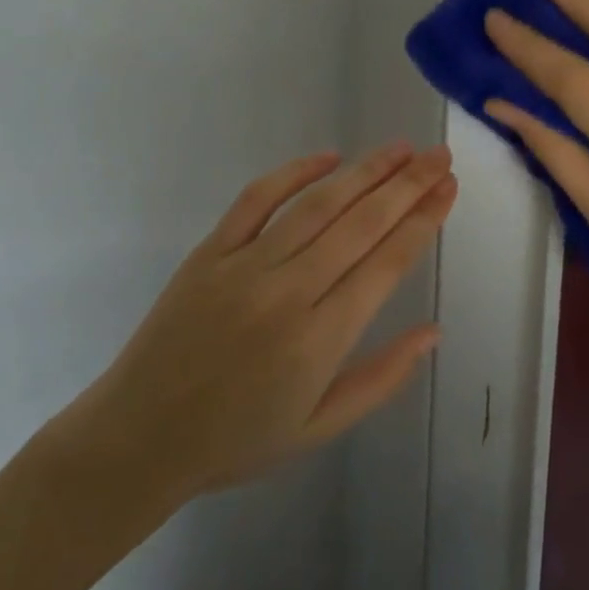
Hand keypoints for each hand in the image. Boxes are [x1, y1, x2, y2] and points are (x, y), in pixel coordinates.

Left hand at [48, 143, 456, 512]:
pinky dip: (294, 172)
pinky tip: (328, 156)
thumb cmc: (237, 440)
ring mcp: (245, 266)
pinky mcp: (210, 252)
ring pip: (318, 205)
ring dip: (365, 171)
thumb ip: (382, 378)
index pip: (386, 263)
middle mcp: (288, 292)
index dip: (423, 220)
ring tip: (400, 149)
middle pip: (361, 223)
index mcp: (320, 339)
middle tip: (440, 155)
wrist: (139, 439)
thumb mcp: (320, 428)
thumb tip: (433, 331)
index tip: (449, 188)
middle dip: (408, 185)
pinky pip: (256, 200)